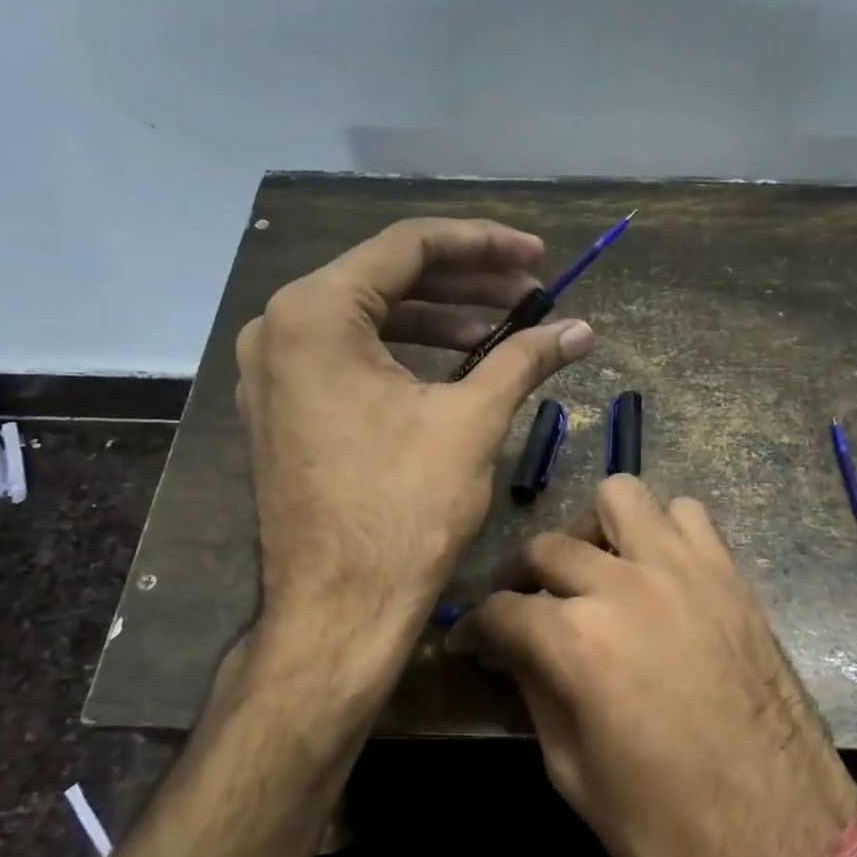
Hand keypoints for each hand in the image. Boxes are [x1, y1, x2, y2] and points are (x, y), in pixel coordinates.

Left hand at [235, 218, 593, 667]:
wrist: (338, 612)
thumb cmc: (402, 510)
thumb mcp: (472, 420)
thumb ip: (525, 358)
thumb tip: (582, 329)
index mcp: (315, 312)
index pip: (409, 246)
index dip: (483, 244)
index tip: (538, 257)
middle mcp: (280, 327)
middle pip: (387, 277)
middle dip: (467, 282)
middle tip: (532, 294)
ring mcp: (274, 370)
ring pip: (370, 318)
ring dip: (441, 318)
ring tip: (506, 329)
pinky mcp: (284, 407)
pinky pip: (350, 356)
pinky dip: (406, 352)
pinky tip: (459, 362)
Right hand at [447, 476, 856, 856]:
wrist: (786, 842)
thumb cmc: (668, 828)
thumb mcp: (573, 773)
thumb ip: (536, 693)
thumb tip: (511, 651)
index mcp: (578, 641)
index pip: (501, 611)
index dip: (473, 627)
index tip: (466, 641)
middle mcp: (624, 586)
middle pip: (548, 547)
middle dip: (521, 578)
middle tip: (524, 611)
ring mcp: (683, 570)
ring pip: (619, 497)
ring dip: (593, 530)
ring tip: (593, 573)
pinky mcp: (728, 574)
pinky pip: (686, 515)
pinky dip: (660, 531)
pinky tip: (656, 573)